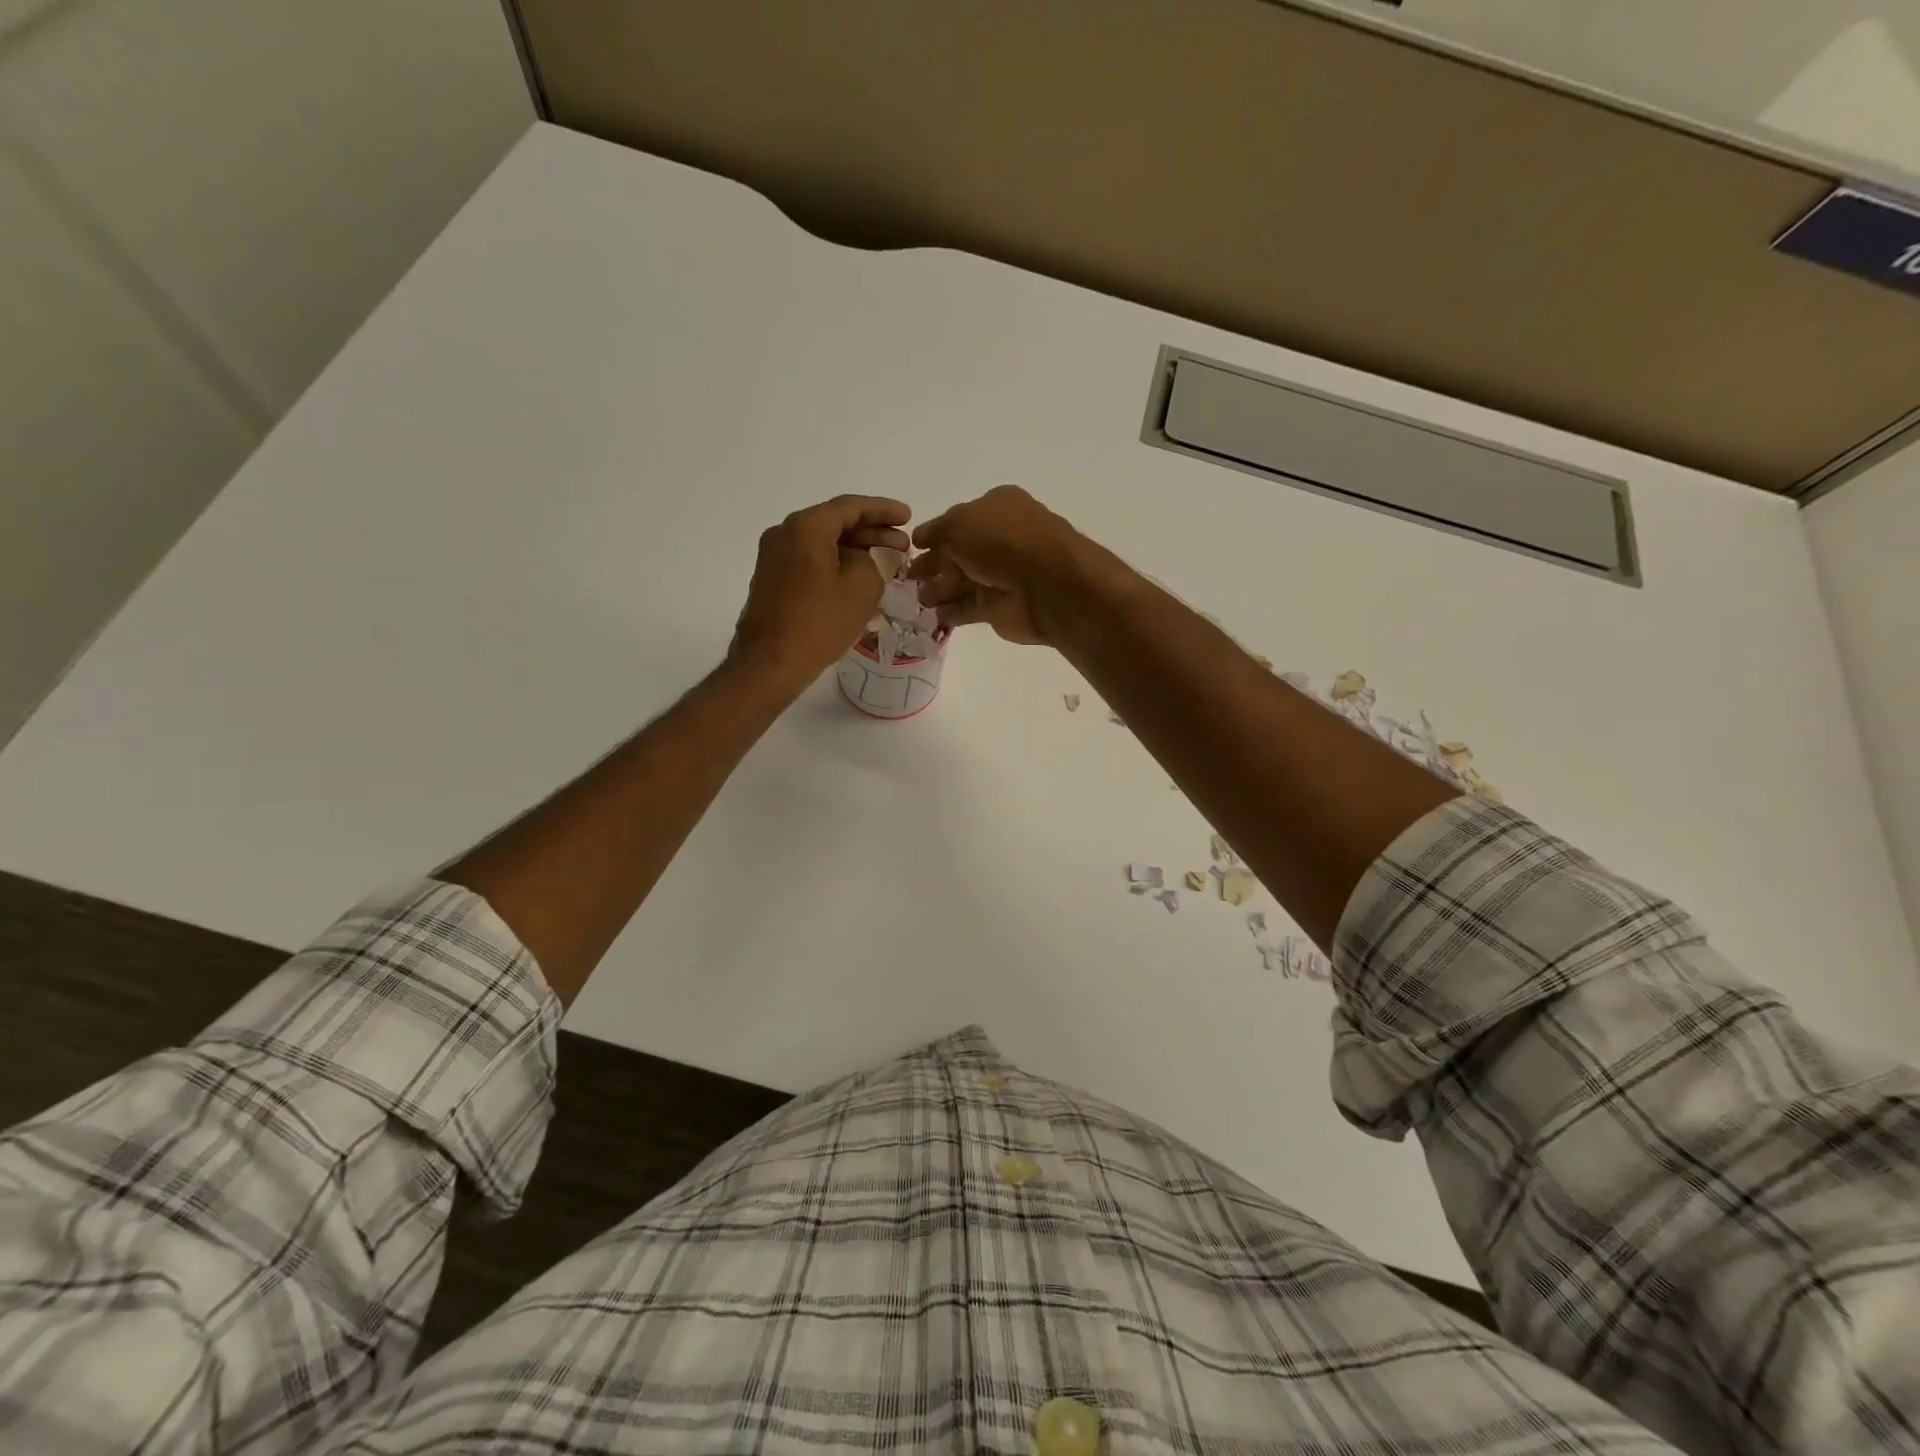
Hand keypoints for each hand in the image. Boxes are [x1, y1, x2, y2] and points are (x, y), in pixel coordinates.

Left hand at [731, 495, 910, 683]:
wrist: (770, 662)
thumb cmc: (820, 623)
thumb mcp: (862, 588)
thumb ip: (869, 562)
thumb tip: (856, 560)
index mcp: (806, 527)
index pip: (851, 507)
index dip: (883, 510)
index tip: (908, 516)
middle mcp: (785, 533)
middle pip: (835, 522)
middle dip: (871, 530)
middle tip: (903, 543)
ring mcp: (774, 556)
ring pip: (823, 542)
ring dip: (855, 548)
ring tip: (886, 560)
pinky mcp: (772, 579)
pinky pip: (811, 559)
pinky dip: (836, 562)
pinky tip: (857, 577)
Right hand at [907, 485, 1082, 645]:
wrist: (1046, 583)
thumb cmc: (1001, 541)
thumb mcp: (958, 523)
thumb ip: (935, 531)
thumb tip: (920, 540)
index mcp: (997, 508)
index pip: (959, 520)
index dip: (935, 534)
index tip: (912, 549)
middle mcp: (1002, 539)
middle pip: (960, 553)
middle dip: (934, 566)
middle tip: (910, 580)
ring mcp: (1003, 575)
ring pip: (964, 581)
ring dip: (940, 590)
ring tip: (919, 600)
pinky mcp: (1003, 607)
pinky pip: (971, 608)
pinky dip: (953, 611)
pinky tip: (936, 616)